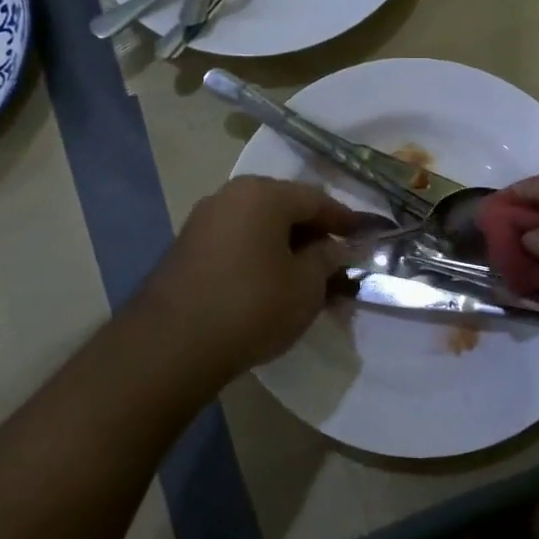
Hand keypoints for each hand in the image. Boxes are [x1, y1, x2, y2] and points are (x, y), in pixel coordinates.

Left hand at [133, 175, 358, 384]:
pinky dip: (259, 256)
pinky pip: (236, 241)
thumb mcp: (306, 286)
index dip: (344, 220)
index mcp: (264, 194)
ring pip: (259, 226)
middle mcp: (231, 195)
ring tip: (306, 278)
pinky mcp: (187, 247)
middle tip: (336, 261)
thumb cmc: (252, 305)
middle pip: (285, 208)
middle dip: (314, 234)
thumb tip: (335, 248)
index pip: (316, 199)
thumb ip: (327, 259)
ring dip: (286, 247)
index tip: (365, 237)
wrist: (173, 344)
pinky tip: (271, 284)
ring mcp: (204, 220)